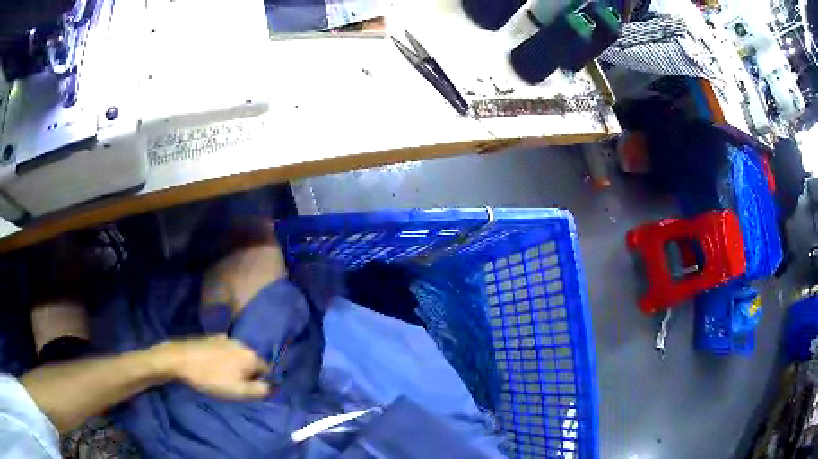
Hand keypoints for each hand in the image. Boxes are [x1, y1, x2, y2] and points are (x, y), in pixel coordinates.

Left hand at [152, 335, 270, 399]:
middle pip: (251, 361)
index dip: (259, 381)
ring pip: (237, 356)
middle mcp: (241, 343)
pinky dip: (222, 359)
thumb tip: (270, 386)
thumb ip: (259, 390)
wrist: (180, 359)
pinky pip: (224, 351)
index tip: (247, 390)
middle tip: (234, 386)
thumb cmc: (211, 378)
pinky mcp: (211, 337)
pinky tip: (211, 366)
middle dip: (246, 373)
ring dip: (234, 366)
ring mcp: (225, 338)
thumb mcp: (239, 391)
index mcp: (250, 355)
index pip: (266, 369)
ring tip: (221, 376)